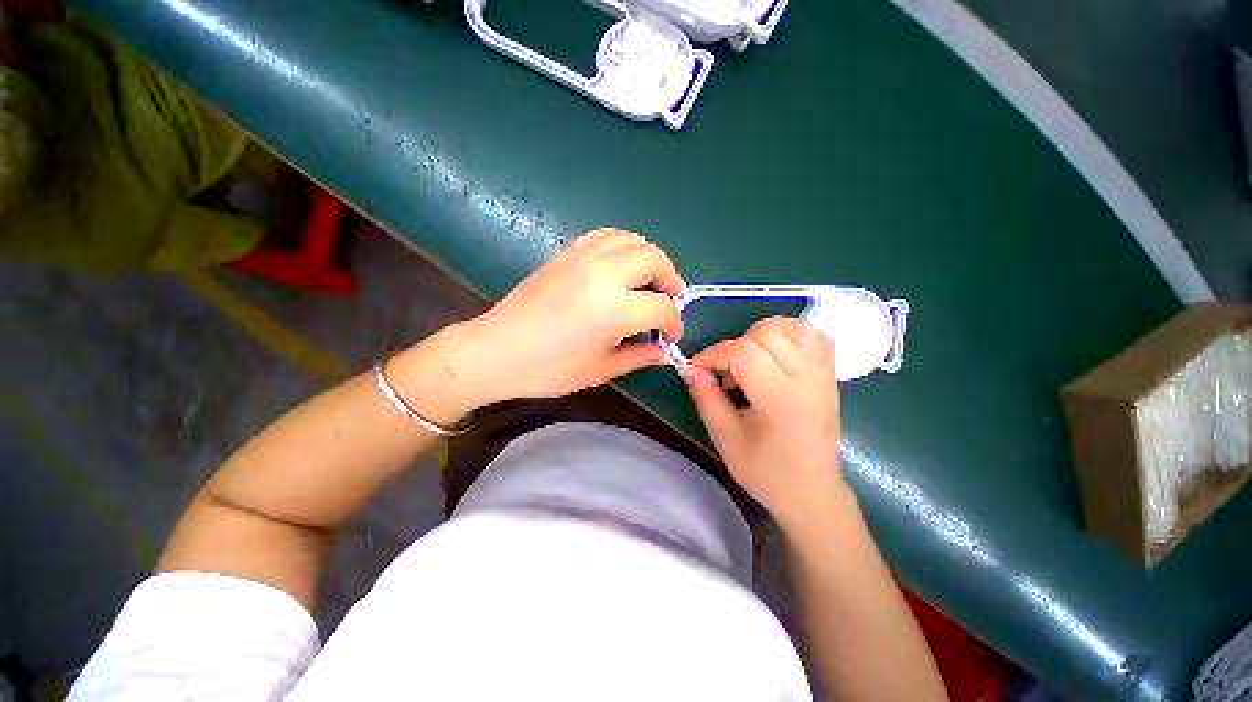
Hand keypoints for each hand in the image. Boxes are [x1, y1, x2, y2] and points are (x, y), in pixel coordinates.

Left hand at [414, 229, 684, 411]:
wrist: (497, 350)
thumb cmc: (550, 369)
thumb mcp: (600, 370)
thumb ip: (638, 357)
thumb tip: (664, 353)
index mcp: (615, 309)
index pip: (662, 308)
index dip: (674, 323)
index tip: (670, 336)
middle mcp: (604, 274)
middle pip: (653, 259)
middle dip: (670, 278)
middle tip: (669, 298)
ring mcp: (583, 257)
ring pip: (631, 240)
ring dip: (649, 257)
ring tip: (650, 278)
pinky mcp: (566, 252)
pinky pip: (605, 235)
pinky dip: (623, 244)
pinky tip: (621, 263)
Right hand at [681, 317, 844, 527]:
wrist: (812, 492)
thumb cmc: (767, 473)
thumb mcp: (726, 439)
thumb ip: (706, 398)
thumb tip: (688, 368)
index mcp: (781, 400)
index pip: (743, 353)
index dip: (713, 354)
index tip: (697, 369)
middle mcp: (808, 379)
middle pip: (766, 333)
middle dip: (735, 345)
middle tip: (725, 372)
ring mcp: (824, 374)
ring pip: (791, 326)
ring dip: (761, 335)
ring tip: (748, 359)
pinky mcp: (830, 374)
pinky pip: (813, 335)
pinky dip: (789, 334)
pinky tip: (774, 353)